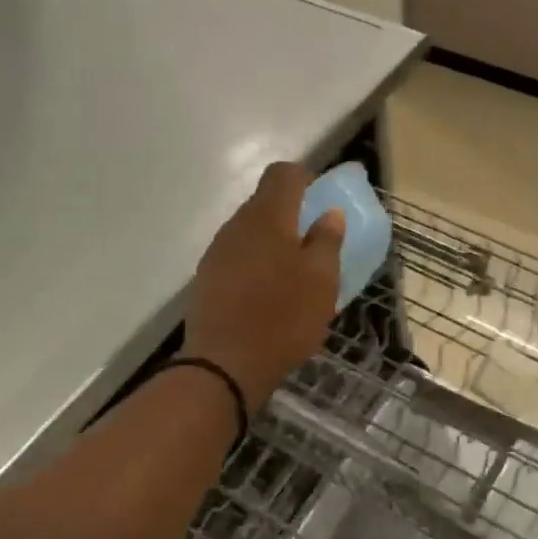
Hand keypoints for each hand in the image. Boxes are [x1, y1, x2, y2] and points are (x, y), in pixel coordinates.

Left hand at [183, 162, 344, 408]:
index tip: (323, 200)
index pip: (283, 174)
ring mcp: (218, 252)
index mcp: (268, 218)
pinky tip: (270, 293)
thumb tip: (329, 213)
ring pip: (251, 231)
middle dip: (292, 213)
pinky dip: (258, 263)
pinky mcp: (208, 278)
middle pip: (265, 202)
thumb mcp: (322, 281)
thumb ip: (327, 241)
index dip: (306, 178)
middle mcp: (238, 225)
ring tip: (295, 273)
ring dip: (274, 241)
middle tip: (316, 242)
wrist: (225, 364)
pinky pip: (238, 256)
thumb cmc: (284, 318)